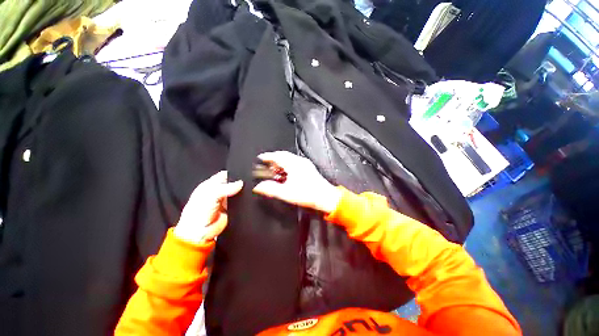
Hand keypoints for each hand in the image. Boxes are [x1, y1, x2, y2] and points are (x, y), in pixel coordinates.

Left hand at [174, 171, 242, 243]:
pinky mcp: (231, 208)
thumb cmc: (197, 214)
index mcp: (210, 185)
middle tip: (248, 183)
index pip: (224, 175)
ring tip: (249, 190)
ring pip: (237, 192)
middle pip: (232, 183)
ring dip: (242, 192)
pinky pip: (240, 202)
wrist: (199, 234)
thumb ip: (225, 188)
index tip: (243, 175)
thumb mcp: (210, 196)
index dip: (233, 174)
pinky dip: (244, 200)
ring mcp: (225, 200)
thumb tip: (240, 183)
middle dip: (239, 183)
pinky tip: (248, 199)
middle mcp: (218, 192)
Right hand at [253, 151, 341, 213]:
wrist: (325, 197)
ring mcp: (305, 164)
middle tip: (266, 164)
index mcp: (294, 164)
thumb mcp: (286, 193)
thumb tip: (258, 187)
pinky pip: (294, 162)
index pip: (277, 156)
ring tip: (274, 170)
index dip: (268, 156)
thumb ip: (271, 189)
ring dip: (281, 162)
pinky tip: (285, 174)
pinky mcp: (308, 168)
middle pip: (283, 155)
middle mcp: (300, 161)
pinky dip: (287, 165)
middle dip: (274, 159)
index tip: (260, 158)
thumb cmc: (307, 194)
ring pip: (289, 159)